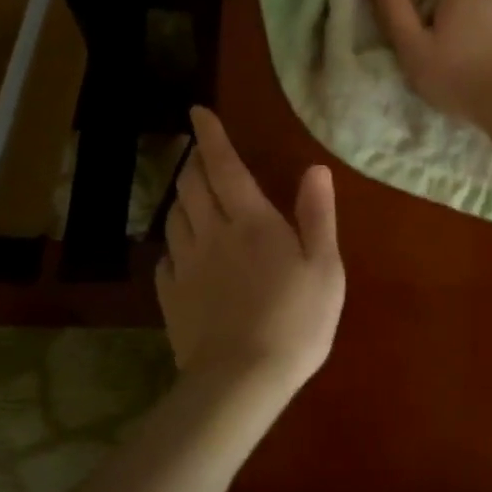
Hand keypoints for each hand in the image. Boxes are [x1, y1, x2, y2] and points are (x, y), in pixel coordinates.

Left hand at [156, 107, 345, 392]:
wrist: (243, 378)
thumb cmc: (296, 320)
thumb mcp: (325, 267)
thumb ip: (317, 215)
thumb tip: (314, 168)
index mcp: (250, 221)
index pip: (224, 166)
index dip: (211, 136)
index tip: (197, 112)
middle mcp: (211, 233)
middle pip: (192, 185)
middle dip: (195, 163)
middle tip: (201, 155)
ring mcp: (186, 265)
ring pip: (174, 216)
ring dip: (182, 197)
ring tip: (191, 195)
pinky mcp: (171, 296)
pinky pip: (166, 257)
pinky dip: (174, 243)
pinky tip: (182, 251)